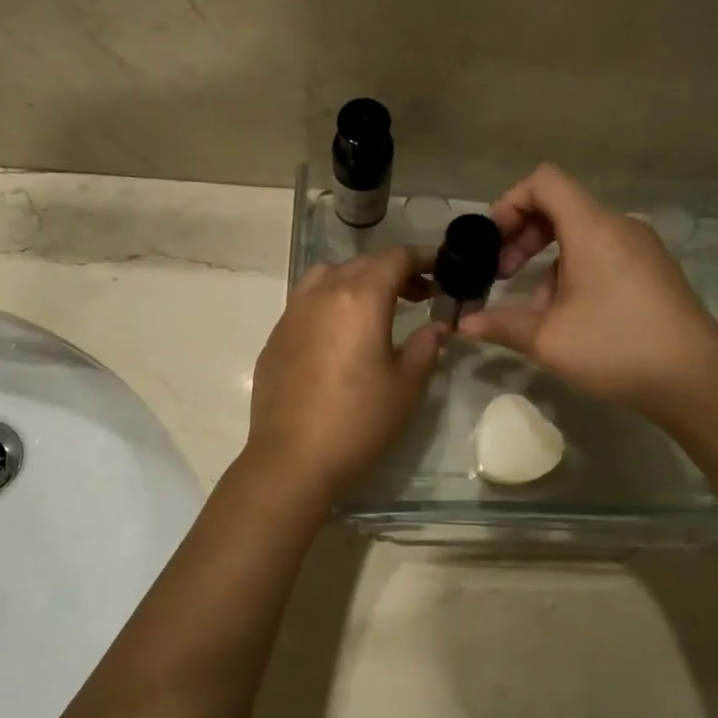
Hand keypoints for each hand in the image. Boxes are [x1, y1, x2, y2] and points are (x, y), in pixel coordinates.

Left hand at [244, 246, 445, 500]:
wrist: (292, 459)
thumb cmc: (358, 422)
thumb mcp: (405, 387)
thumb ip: (426, 347)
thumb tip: (436, 327)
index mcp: (359, 299)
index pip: (394, 259)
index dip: (423, 258)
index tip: (442, 269)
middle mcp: (321, 294)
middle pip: (361, 264)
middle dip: (393, 271)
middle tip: (420, 295)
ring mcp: (292, 315)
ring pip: (327, 277)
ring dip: (356, 282)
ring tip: (376, 309)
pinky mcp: (275, 338)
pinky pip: (306, 304)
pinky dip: (330, 304)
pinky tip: (340, 338)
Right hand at [459, 164, 717, 415]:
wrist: (694, 379)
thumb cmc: (615, 347)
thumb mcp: (547, 339)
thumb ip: (500, 324)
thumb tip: (463, 324)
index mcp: (592, 228)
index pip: (544, 182)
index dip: (509, 202)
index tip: (491, 242)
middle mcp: (619, 226)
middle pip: (561, 208)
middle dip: (523, 237)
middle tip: (501, 275)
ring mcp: (641, 248)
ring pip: (581, 236)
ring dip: (547, 262)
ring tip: (535, 309)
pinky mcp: (653, 271)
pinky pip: (603, 255)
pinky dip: (575, 272)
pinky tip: (569, 318)